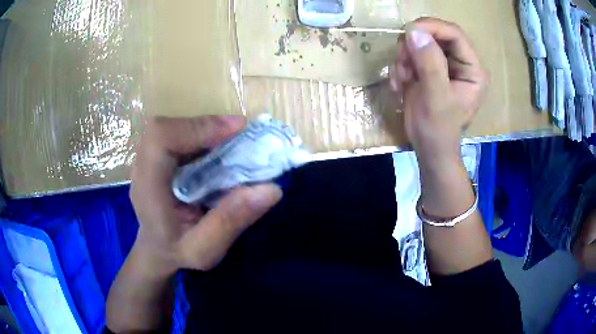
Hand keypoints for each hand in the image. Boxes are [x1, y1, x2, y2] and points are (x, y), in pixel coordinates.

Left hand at [130, 116, 282, 272]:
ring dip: (205, 129)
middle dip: (205, 125)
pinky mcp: (158, 156)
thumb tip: (272, 189)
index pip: (161, 140)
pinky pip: (179, 134)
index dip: (197, 127)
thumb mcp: (205, 250)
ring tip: (234, 139)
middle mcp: (142, 167)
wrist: (157, 250)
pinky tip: (220, 146)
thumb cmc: (177, 252)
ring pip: (174, 127)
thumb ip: (231, 222)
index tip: (237, 129)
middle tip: (241, 133)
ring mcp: (148, 159)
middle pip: (167, 128)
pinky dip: (202, 134)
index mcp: (147, 189)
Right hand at [390, 18, 487, 163]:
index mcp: (471, 69)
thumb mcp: (436, 97)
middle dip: (413, 46)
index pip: (454, 34)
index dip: (432, 28)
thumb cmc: (438, 129)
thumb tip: (414, 31)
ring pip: (419, 43)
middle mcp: (459, 63)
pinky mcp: (428, 69)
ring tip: (401, 79)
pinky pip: (410, 55)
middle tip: (401, 62)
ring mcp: (443, 65)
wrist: (428, 148)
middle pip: (435, 35)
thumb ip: (429, 63)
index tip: (407, 32)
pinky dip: (400, 66)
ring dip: (404, 58)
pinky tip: (399, 84)